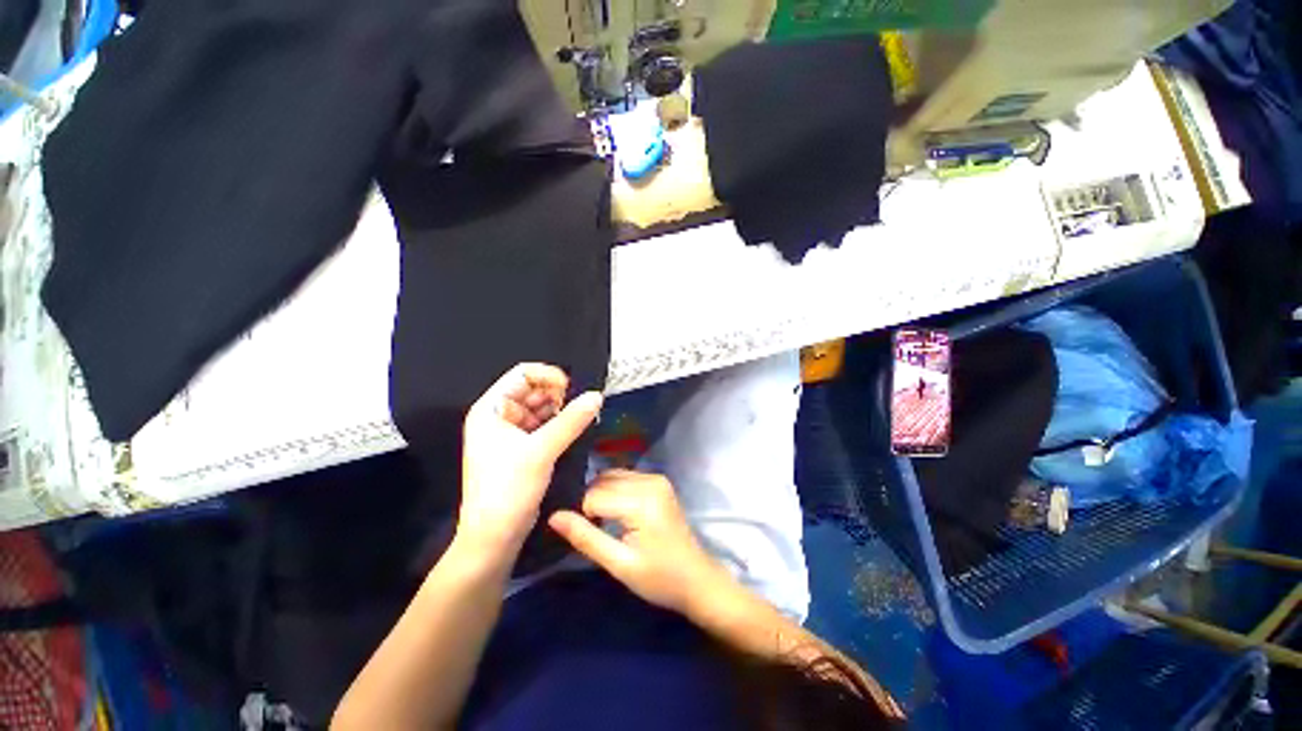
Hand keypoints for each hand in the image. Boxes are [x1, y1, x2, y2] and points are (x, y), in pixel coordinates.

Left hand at [458, 363, 602, 556]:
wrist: (494, 536)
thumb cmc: (508, 489)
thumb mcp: (541, 451)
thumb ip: (571, 420)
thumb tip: (596, 396)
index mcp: (491, 409)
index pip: (522, 374)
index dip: (548, 376)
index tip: (572, 389)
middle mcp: (499, 416)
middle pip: (534, 390)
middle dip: (558, 395)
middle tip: (581, 406)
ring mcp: (510, 433)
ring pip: (542, 408)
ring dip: (562, 411)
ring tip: (581, 419)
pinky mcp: (522, 449)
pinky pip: (544, 426)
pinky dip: (560, 425)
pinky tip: (575, 430)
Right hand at [548, 470, 728, 616]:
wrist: (697, 578)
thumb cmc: (659, 578)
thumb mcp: (619, 564)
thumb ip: (585, 538)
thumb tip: (553, 516)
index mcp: (641, 501)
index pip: (594, 495)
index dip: (585, 516)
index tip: (593, 537)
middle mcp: (650, 481)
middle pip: (603, 481)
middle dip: (593, 503)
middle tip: (597, 530)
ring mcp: (657, 478)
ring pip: (613, 476)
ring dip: (603, 495)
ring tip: (607, 522)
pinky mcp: (659, 481)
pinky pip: (626, 477)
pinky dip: (616, 490)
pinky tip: (619, 512)